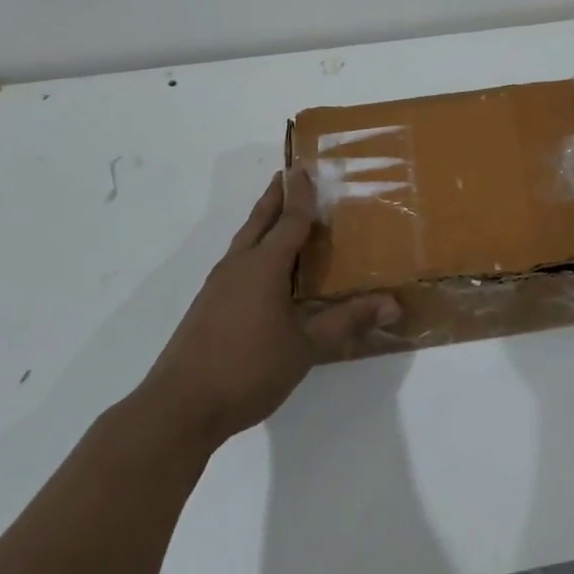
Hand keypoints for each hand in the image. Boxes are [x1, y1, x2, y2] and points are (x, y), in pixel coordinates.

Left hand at [143, 169, 399, 450]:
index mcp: (264, 266)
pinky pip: (236, 262)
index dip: (301, 194)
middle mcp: (239, 266)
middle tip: (289, 174)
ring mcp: (218, 286)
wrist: (179, 407)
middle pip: (260, 220)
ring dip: (262, 221)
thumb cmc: (248, 368)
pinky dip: (253, 248)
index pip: (289, 220)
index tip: (305, 166)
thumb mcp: (306, 346)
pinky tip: (262, 269)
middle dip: (275, 196)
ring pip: (244, 240)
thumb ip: (348, 321)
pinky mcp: (207, 306)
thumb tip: (393, 304)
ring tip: (278, 214)